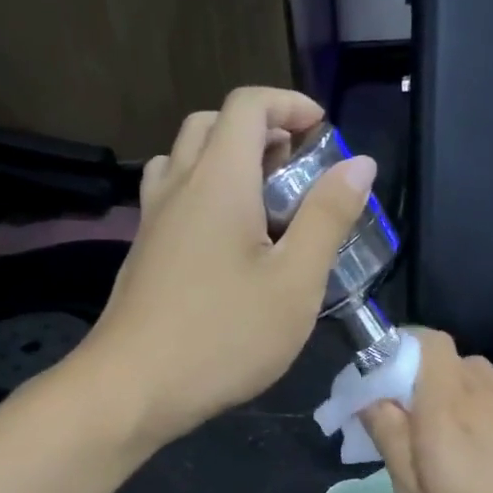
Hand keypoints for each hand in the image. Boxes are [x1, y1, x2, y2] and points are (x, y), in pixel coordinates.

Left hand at [83, 88, 375, 444]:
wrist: (134, 388)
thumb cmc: (224, 336)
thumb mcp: (295, 283)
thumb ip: (328, 218)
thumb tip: (358, 163)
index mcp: (219, 180)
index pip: (247, 105)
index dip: (290, 104)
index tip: (324, 134)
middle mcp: (178, 186)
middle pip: (212, 124)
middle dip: (259, 130)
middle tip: (296, 170)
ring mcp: (153, 220)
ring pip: (185, 159)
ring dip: (226, 160)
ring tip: (263, 202)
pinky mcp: (143, 253)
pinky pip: (172, 197)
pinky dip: (204, 193)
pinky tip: (227, 243)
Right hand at [362, 331, 492, 492]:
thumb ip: (393, 444)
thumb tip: (373, 399)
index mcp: (449, 411)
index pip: (425, 342)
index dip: (398, 349)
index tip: (380, 386)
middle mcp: (489, 396)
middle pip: (449, 361)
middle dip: (422, 382)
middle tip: (412, 431)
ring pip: (481, 380)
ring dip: (458, 398)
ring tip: (456, 447)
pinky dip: (490, 412)